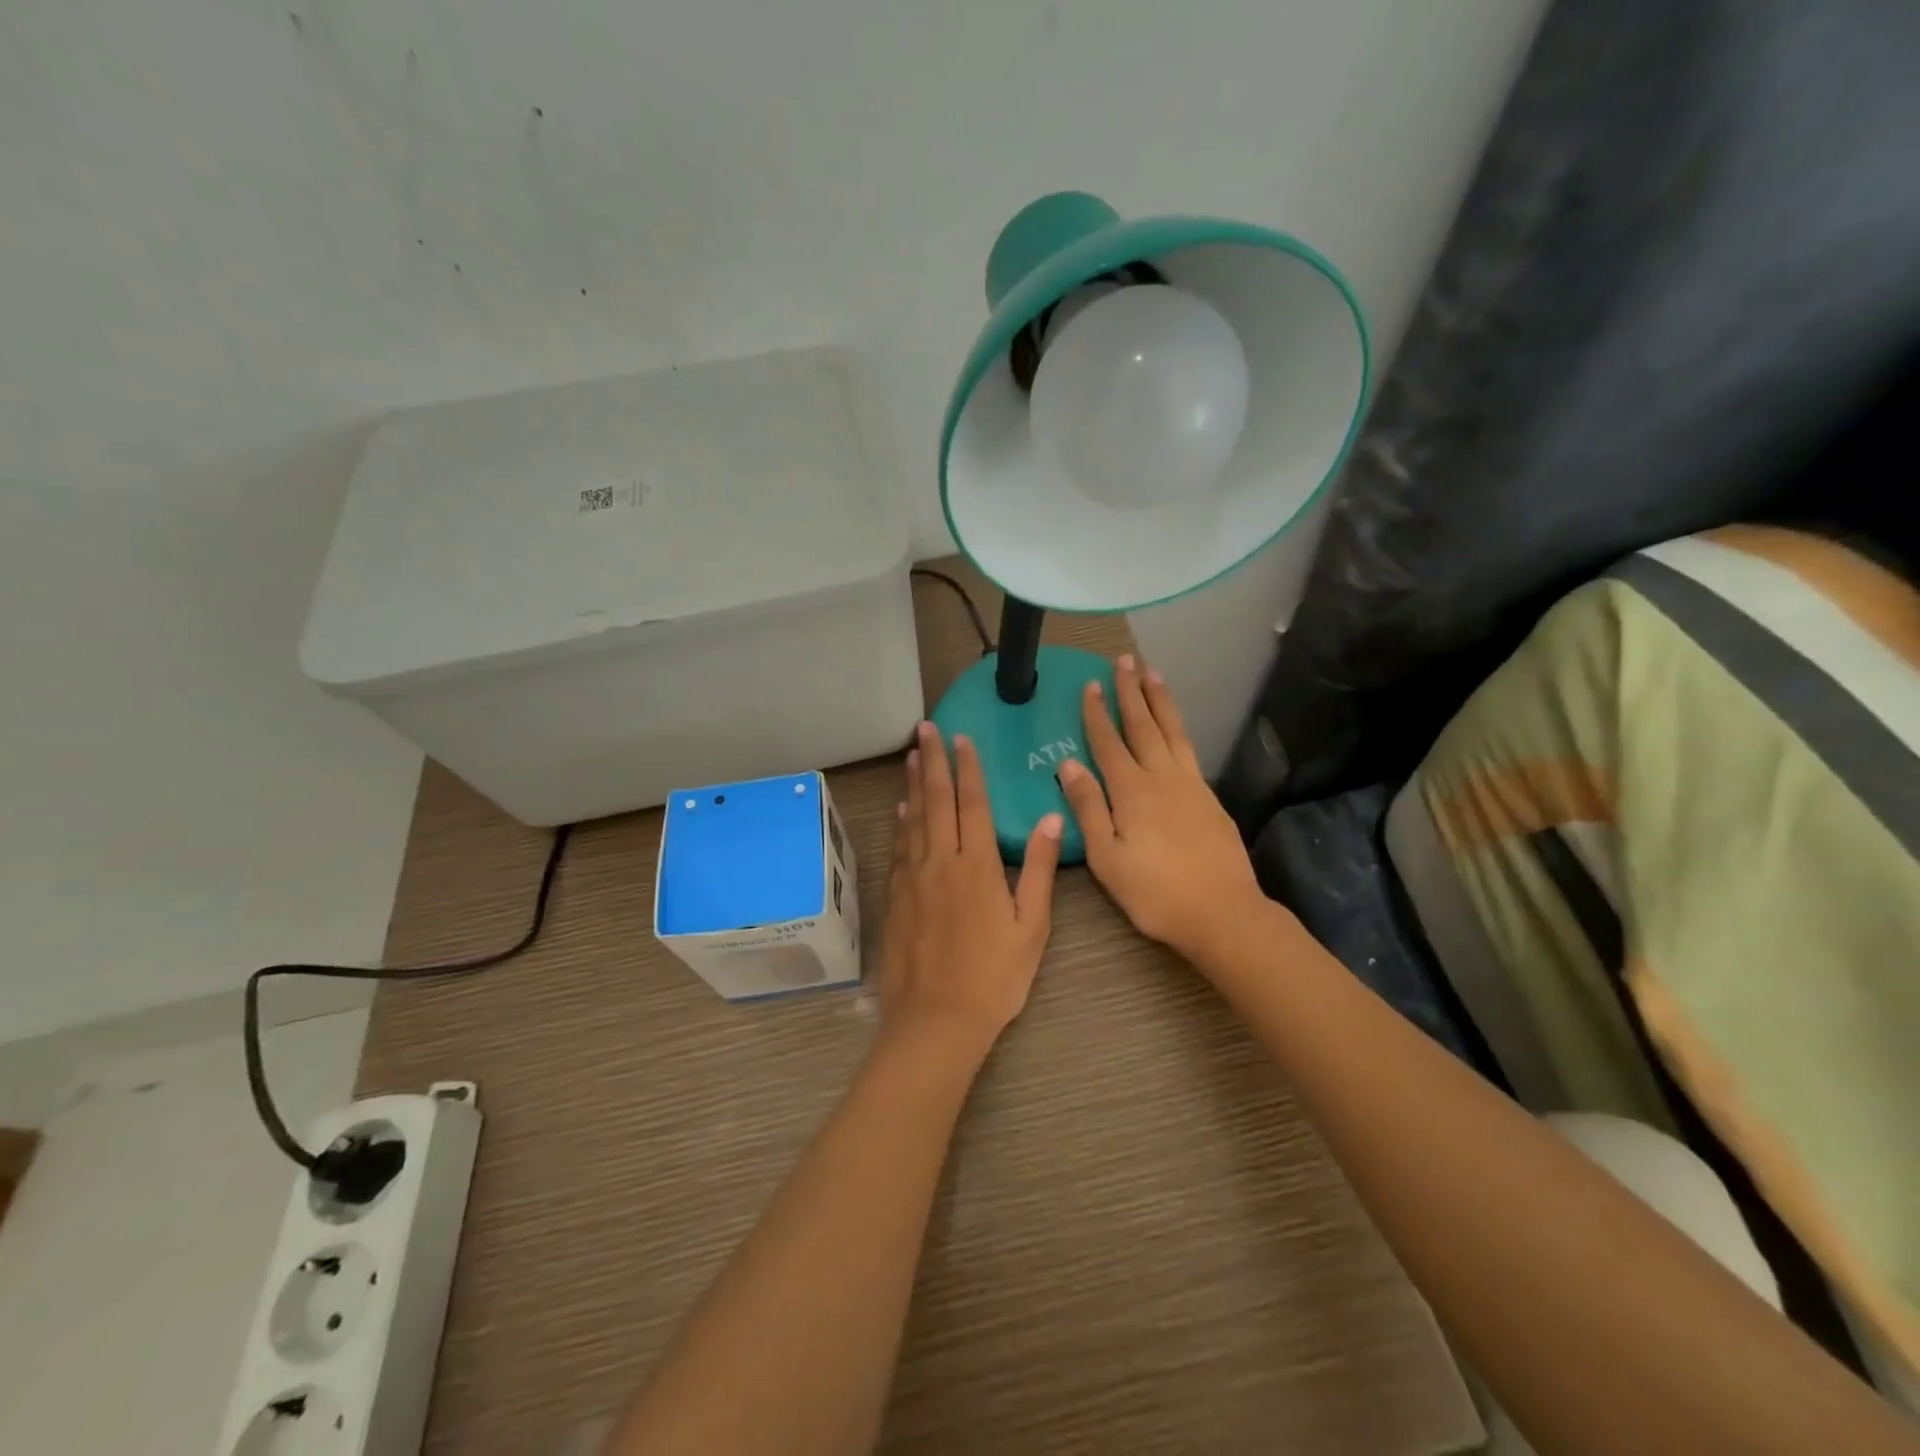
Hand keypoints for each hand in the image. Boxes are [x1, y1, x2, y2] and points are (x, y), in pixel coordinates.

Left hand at [877, 720, 1062, 1055]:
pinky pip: (898, 848)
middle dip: (932, 761)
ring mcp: (912, 878)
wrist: (935, 1019)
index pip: (972, 803)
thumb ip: (1039, 870)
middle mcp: (940, 861)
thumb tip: (1051, 819)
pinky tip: (900, 810)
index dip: (967, 768)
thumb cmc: (994, 977)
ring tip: (911, 755)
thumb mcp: (1031, 926)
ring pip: (912, 819)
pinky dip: (900, 823)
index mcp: (977, 865)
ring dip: (912, 784)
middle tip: (926, 728)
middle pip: (935, 800)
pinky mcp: (895, 897)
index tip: (962, 738)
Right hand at [1056, 655, 1267, 966]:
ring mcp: (1190, 784)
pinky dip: (1178, 727)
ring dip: (1160, 701)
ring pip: (1171, 731)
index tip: (1090, 684)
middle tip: (1125, 660)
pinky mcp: (1209, 797)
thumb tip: (1068, 764)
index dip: (1097, 712)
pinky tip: (1175, 727)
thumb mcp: (1107, 858)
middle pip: (1143, 725)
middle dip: (1131, 691)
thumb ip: (1088, 808)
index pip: (1108, 742)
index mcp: (1131, 791)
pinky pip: (1188, 749)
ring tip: (1153, 673)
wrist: (1223, 912)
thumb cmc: (1155, 892)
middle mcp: (1161, 777)